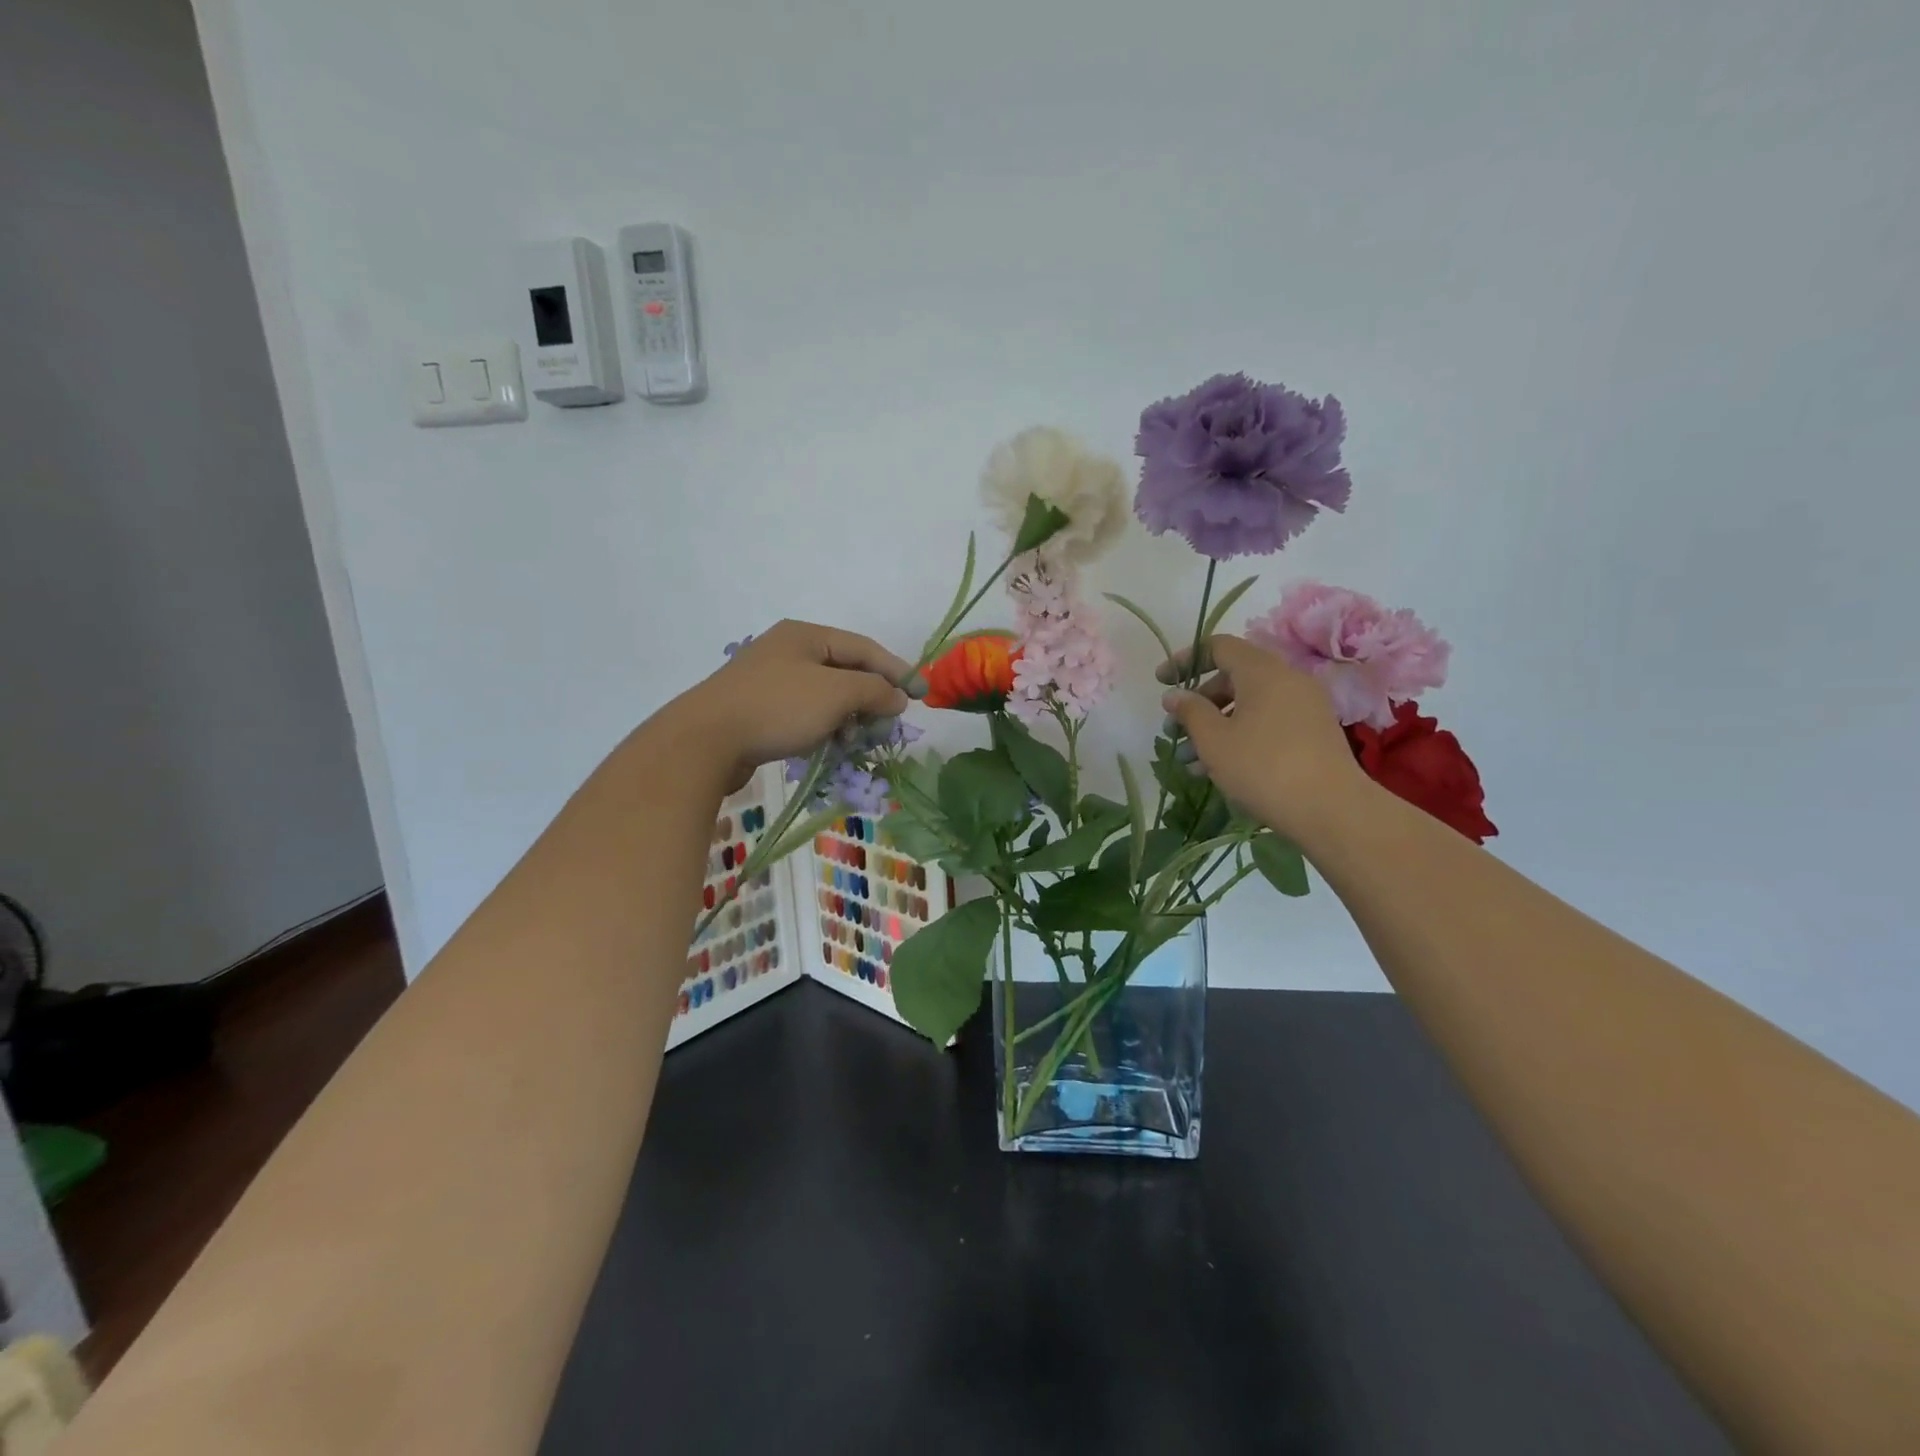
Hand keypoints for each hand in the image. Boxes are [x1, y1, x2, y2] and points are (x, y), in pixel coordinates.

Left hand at [673, 620, 912, 791]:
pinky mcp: (758, 709)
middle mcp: (787, 650)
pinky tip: (830, 746)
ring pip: (825, 695)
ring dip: (849, 717)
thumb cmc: (777, 708)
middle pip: (845, 671)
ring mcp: (770, 680)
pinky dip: (824, 727)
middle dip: (871, 697)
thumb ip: (874, 690)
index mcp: (805, 635)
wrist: (705, 741)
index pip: (864, 648)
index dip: (897, 671)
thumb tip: (898, 696)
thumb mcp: (836, 694)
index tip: (921, 696)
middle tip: (889, 724)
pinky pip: (805, 713)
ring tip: (860, 740)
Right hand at [1158, 634, 1370, 844]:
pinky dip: (1240, 735)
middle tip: (1173, 730)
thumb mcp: (1214, 739)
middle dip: (1198, 702)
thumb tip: (1174, 695)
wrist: (1331, 810)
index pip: (1218, 647)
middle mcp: (1287, 679)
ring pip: (1249, 705)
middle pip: (1233, 677)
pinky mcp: (1312, 733)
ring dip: (1215, 725)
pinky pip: (1267, 722)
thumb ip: (1189, 711)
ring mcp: (1304, 706)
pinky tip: (1219, 768)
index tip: (1162, 683)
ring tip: (1189, 760)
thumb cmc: (1263, 767)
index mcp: (1262, 671)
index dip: (1185, 660)